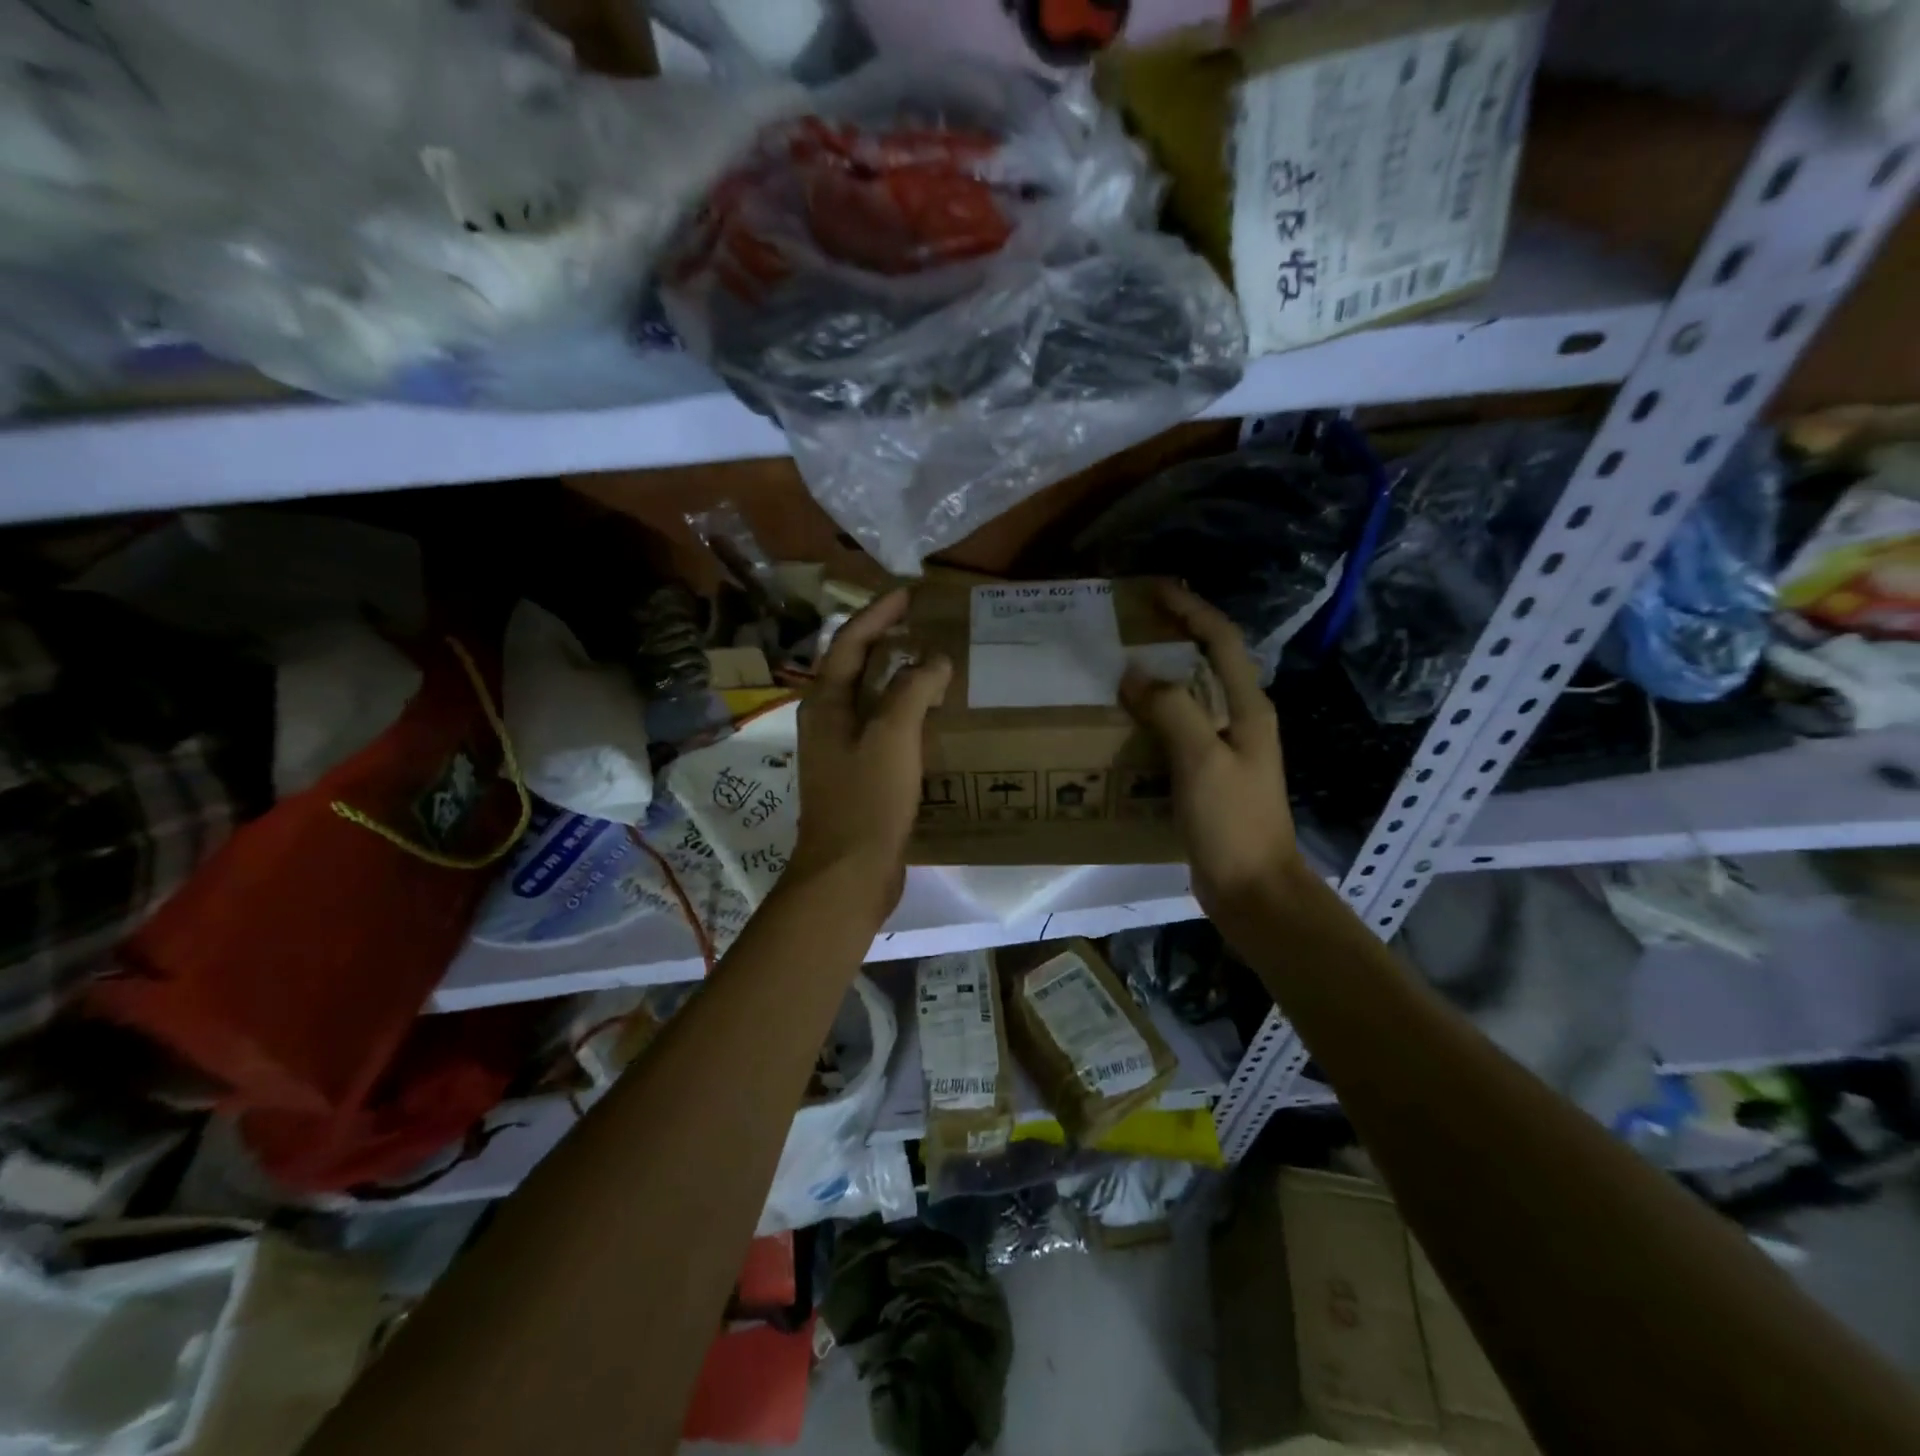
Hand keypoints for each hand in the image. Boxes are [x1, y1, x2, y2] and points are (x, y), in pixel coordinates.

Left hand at [785, 589, 951, 922]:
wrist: (849, 872)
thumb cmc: (867, 799)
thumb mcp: (892, 736)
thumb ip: (912, 690)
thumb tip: (933, 659)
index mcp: (826, 703)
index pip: (849, 642)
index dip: (878, 614)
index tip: (909, 594)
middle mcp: (828, 721)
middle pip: (856, 667)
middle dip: (887, 641)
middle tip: (924, 624)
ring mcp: (841, 751)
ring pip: (871, 700)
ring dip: (899, 677)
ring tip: (934, 663)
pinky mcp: (859, 776)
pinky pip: (884, 730)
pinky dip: (906, 713)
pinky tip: (933, 718)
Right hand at [1120, 582, 1302, 922]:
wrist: (1252, 888)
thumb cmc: (1232, 821)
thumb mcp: (1202, 760)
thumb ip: (1172, 710)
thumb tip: (1134, 674)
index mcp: (1248, 708)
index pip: (1221, 640)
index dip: (1190, 609)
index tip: (1153, 590)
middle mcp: (1239, 720)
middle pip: (1206, 663)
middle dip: (1172, 637)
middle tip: (1126, 627)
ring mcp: (1224, 750)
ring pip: (1189, 698)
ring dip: (1158, 678)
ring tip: (1116, 668)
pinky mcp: (1207, 775)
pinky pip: (1177, 732)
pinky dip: (1151, 718)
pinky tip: (1123, 724)